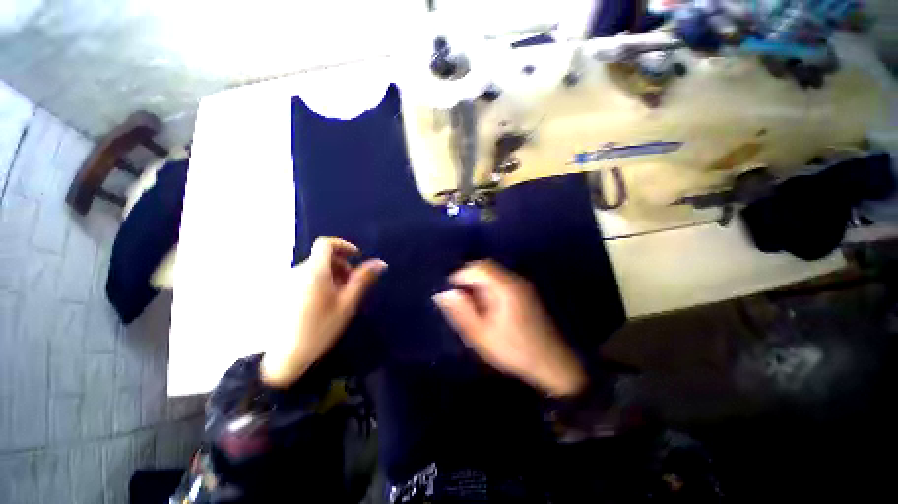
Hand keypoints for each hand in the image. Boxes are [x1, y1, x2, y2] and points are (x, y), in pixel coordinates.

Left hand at [261, 238, 386, 387]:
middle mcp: (298, 271)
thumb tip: (380, 263)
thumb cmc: (320, 328)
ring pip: (315, 268)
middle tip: (351, 285)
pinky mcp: (283, 291)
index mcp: (314, 271)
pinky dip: (319, 281)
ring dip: (331, 274)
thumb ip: (363, 279)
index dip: (343, 246)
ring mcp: (288, 281)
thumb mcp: (347, 303)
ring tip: (338, 297)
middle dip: (341, 265)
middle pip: (322, 257)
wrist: (286, 356)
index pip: (326, 244)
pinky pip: (305, 277)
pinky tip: (323, 303)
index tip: (356, 257)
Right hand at [433, 260, 586, 396]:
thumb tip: (443, 294)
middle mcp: (515, 279)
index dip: (459, 276)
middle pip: (485, 267)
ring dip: (478, 284)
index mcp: (505, 287)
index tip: (450, 293)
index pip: (477, 267)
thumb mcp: (481, 335)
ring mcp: (522, 285)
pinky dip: (488, 289)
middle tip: (459, 301)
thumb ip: (461, 312)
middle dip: (468, 279)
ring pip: (493, 274)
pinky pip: (501, 281)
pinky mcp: (525, 292)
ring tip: (471, 306)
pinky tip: (486, 308)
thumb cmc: (514, 350)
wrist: (552, 362)